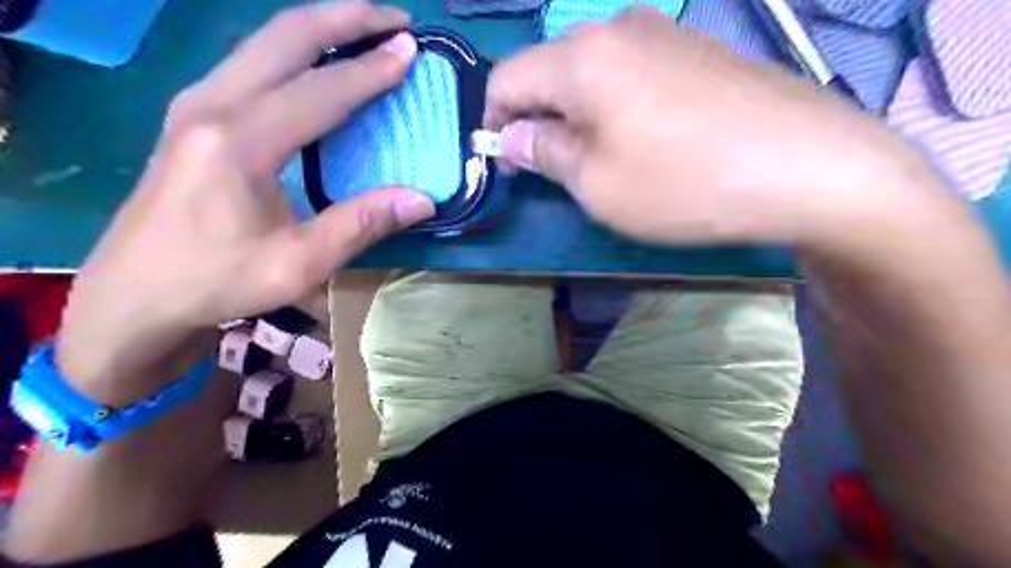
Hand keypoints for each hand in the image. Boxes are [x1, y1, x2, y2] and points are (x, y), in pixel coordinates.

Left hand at [55, 0, 432, 398]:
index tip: (410, 50)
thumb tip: (422, 199)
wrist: (134, 295)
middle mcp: (212, 105)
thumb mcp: (299, 262)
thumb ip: (361, 223)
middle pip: (284, 38)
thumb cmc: (218, 280)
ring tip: (362, 27)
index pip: (320, 90)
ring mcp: (195, 104)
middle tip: (393, 19)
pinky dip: (292, 50)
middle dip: (344, 18)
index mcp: (240, 140)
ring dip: (317, 27)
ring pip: (262, 42)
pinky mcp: (192, 116)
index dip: (370, 70)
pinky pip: (250, 63)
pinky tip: (315, 62)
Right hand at [480, 9, 929, 247]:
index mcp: (581, 58)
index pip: (507, 79)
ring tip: (597, 159)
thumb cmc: (686, 183)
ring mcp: (663, 32)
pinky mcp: (695, 49)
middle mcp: (616, 28)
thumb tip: (512, 135)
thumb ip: (544, 152)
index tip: (506, 162)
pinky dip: (614, 105)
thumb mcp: (597, 184)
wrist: (809, 166)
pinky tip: (640, 139)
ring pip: (589, 71)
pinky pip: (630, 72)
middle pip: (548, 70)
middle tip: (551, 168)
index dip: (494, 122)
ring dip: (576, 114)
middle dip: (536, 119)